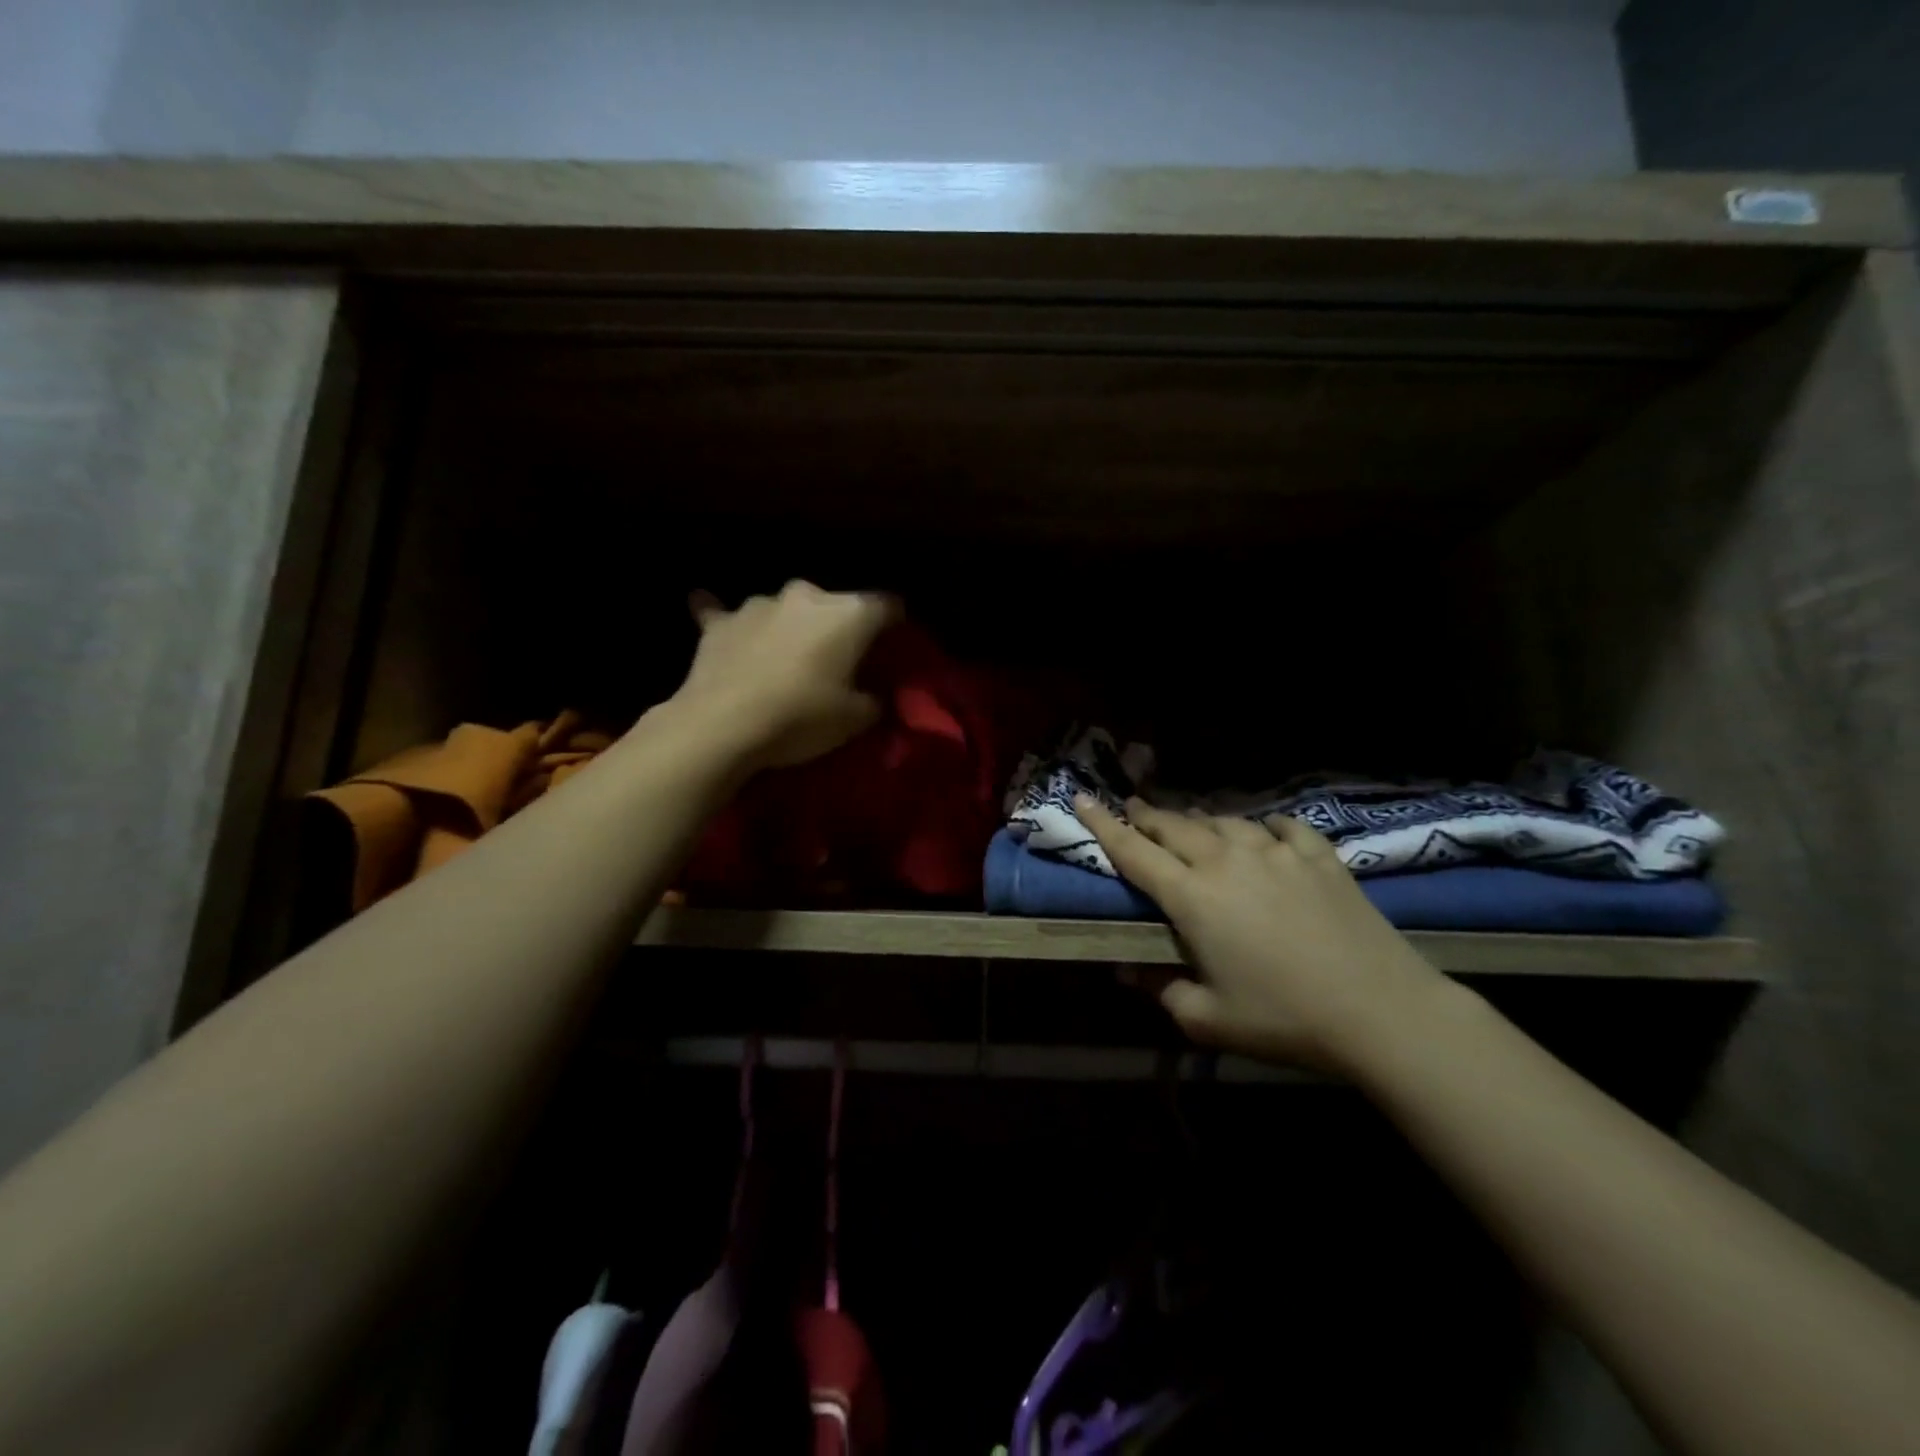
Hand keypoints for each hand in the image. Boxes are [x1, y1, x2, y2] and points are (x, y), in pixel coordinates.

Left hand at [673, 582, 896, 769]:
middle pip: (832, 605)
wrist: (722, 726)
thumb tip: (874, 695)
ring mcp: (758, 604)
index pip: (887, 606)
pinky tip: (705, 606)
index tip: (894, 644)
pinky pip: (723, 614)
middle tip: (837, 658)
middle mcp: (806, 595)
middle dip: (836, 626)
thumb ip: (873, 700)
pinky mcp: (719, 623)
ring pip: (783, 609)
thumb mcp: (855, 720)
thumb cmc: (801, 717)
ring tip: (785, 655)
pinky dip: (727, 620)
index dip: (894, 624)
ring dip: (788, 626)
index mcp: (848, 613)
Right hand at [1077, 796, 1449, 1071]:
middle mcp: (1227, 861)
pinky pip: (1283, 827)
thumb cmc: (1283, 1018)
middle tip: (1133, 810)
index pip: (1134, 851)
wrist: (1382, 1012)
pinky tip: (1266, 832)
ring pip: (1225, 821)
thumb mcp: (1208, 1020)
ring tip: (1193, 825)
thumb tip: (1128, 972)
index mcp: (1192, 896)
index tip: (1083, 799)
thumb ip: (1161, 991)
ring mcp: (1276, 853)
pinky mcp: (1319, 857)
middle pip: (1175, 826)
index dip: (1104, 825)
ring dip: (1201, 821)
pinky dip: (1265, 827)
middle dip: (1148, 816)